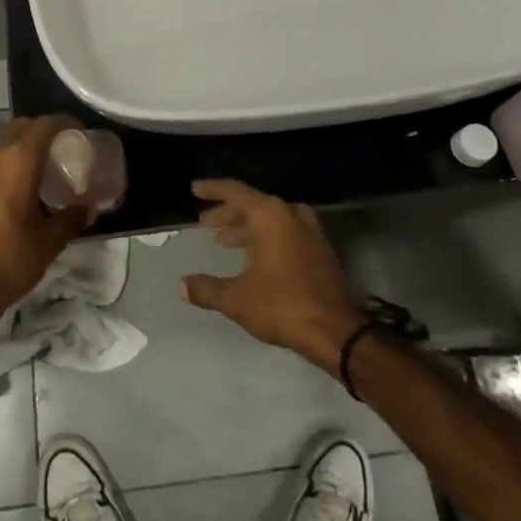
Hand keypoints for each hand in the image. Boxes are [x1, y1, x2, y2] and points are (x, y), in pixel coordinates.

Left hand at [0, 116, 91, 318]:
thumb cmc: (10, 258)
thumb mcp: (50, 240)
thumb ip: (72, 217)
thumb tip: (89, 207)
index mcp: (18, 158)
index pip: (46, 124)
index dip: (66, 124)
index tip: (81, 134)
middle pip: (22, 126)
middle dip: (42, 131)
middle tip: (61, 149)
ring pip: (1, 140)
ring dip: (20, 144)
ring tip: (38, 165)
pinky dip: (3, 160)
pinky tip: (14, 183)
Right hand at [180, 179, 369, 376]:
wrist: (338, 331)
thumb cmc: (283, 306)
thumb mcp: (238, 299)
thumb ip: (206, 289)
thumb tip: (181, 285)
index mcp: (269, 214)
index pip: (234, 191)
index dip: (212, 189)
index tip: (194, 189)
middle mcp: (290, 213)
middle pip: (252, 204)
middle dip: (227, 213)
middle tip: (206, 223)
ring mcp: (309, 229)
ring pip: (270, 218)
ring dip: (246, 227)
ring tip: (224, 241)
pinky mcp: (320, 248)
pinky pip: (285, 230)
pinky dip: (265, 237)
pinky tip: (253, 256)